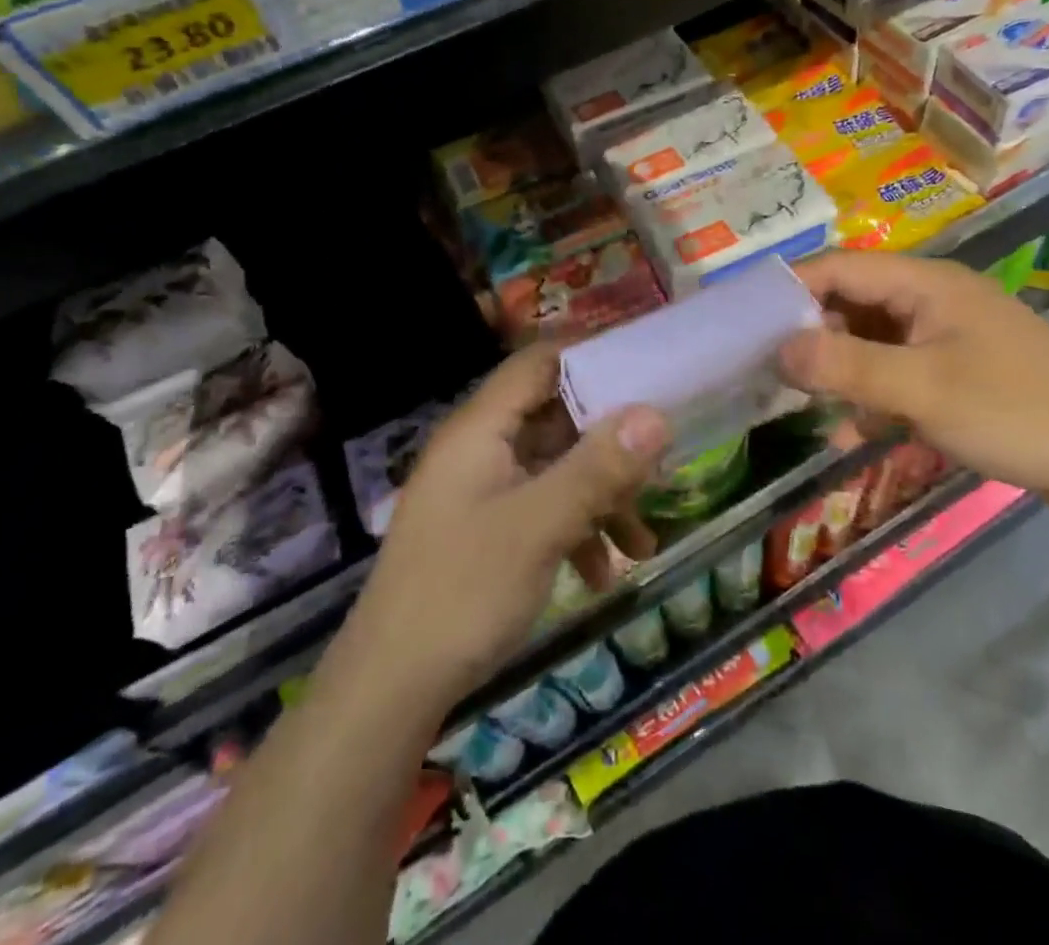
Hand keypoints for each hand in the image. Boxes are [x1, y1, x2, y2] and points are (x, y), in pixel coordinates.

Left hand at [337, 344, 668, 711]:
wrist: (388, 691)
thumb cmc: (463, 591)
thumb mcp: (539, 526)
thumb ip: (598, 468)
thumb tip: (657, 415)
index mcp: (482, 428)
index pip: (540, 361)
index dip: (592, 357)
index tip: (647, 372)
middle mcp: (480, 448)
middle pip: (555, 417)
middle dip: (609, 442)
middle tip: (660, 463)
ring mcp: (481, 490)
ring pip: (555, 468)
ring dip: (600, 495)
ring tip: (642, 540)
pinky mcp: (485, 529)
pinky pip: (542, 508)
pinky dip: (576, 529)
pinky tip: (602, 574)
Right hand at [779, 250, 1048, 505]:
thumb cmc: (1015, 412)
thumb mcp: (922, 390)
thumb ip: (847, 367)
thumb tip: (777, 348)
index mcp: (925, 283)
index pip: (839, 268)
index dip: (790, 289)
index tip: (746, 323)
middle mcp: (932, 298)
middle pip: (852, 302)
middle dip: (810, 335)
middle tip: (769, 371)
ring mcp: (947, 334)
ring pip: (872, 340)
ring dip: (839, 370)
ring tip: (804, 404)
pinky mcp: (959, 369)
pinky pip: (898, 370)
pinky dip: (872, 394)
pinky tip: (854, 430)